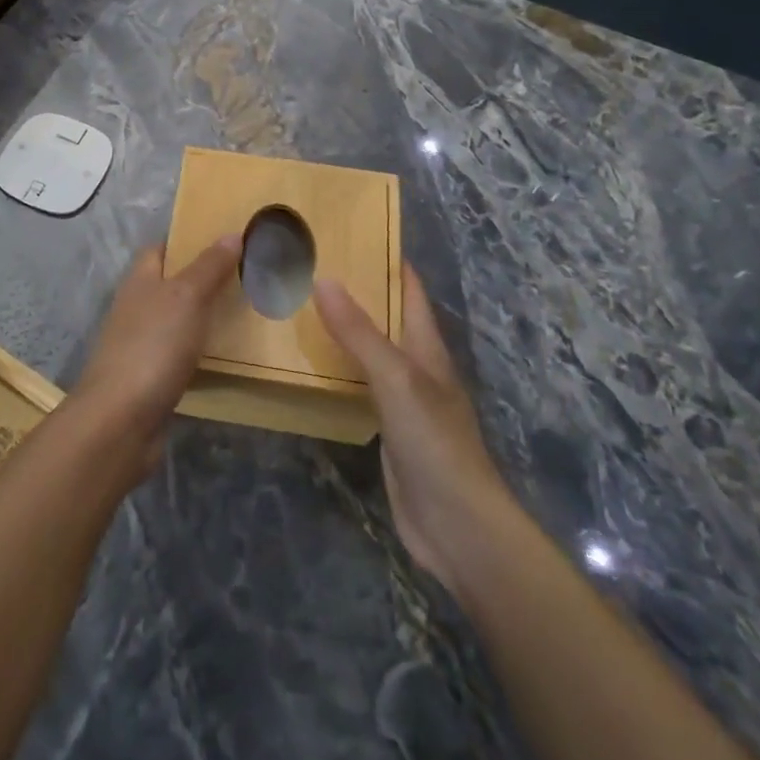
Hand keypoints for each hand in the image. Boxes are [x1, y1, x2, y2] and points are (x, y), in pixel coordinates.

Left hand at [68, 237, 241, 477]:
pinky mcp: (150, 377)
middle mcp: (137, 306)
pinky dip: (200, 350)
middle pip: (171, 283)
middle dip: (203, 278)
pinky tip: (226, 354)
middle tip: (247, 275)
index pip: (162, 248)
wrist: (120, 420)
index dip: (189, 240)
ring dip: (204, 316)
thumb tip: (231, 233)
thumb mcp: (187, 297)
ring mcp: (141, 343)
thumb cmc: (153, 346)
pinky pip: (180, 353)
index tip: (226, 239)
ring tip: (245, 311)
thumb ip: (209, 266)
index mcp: (140, 280)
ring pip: (177, 319)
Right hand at [316, 267, 514, 590]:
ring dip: (345, 330)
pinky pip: (360, 386)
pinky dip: (340, 369)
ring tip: (302, 306)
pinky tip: (313, 365)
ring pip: (371, 351)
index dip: (389, 261)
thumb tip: (324, 279)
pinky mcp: (388, 429)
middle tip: (312, 266)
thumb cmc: (434, 441)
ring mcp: (404, 400)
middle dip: (357, 292)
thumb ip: (359, 332)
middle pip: (387, 318)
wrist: (457, 525)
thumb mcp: (395, 378)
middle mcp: (417, 367)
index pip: (409, 291)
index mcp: (427, 347)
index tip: (354, 233)